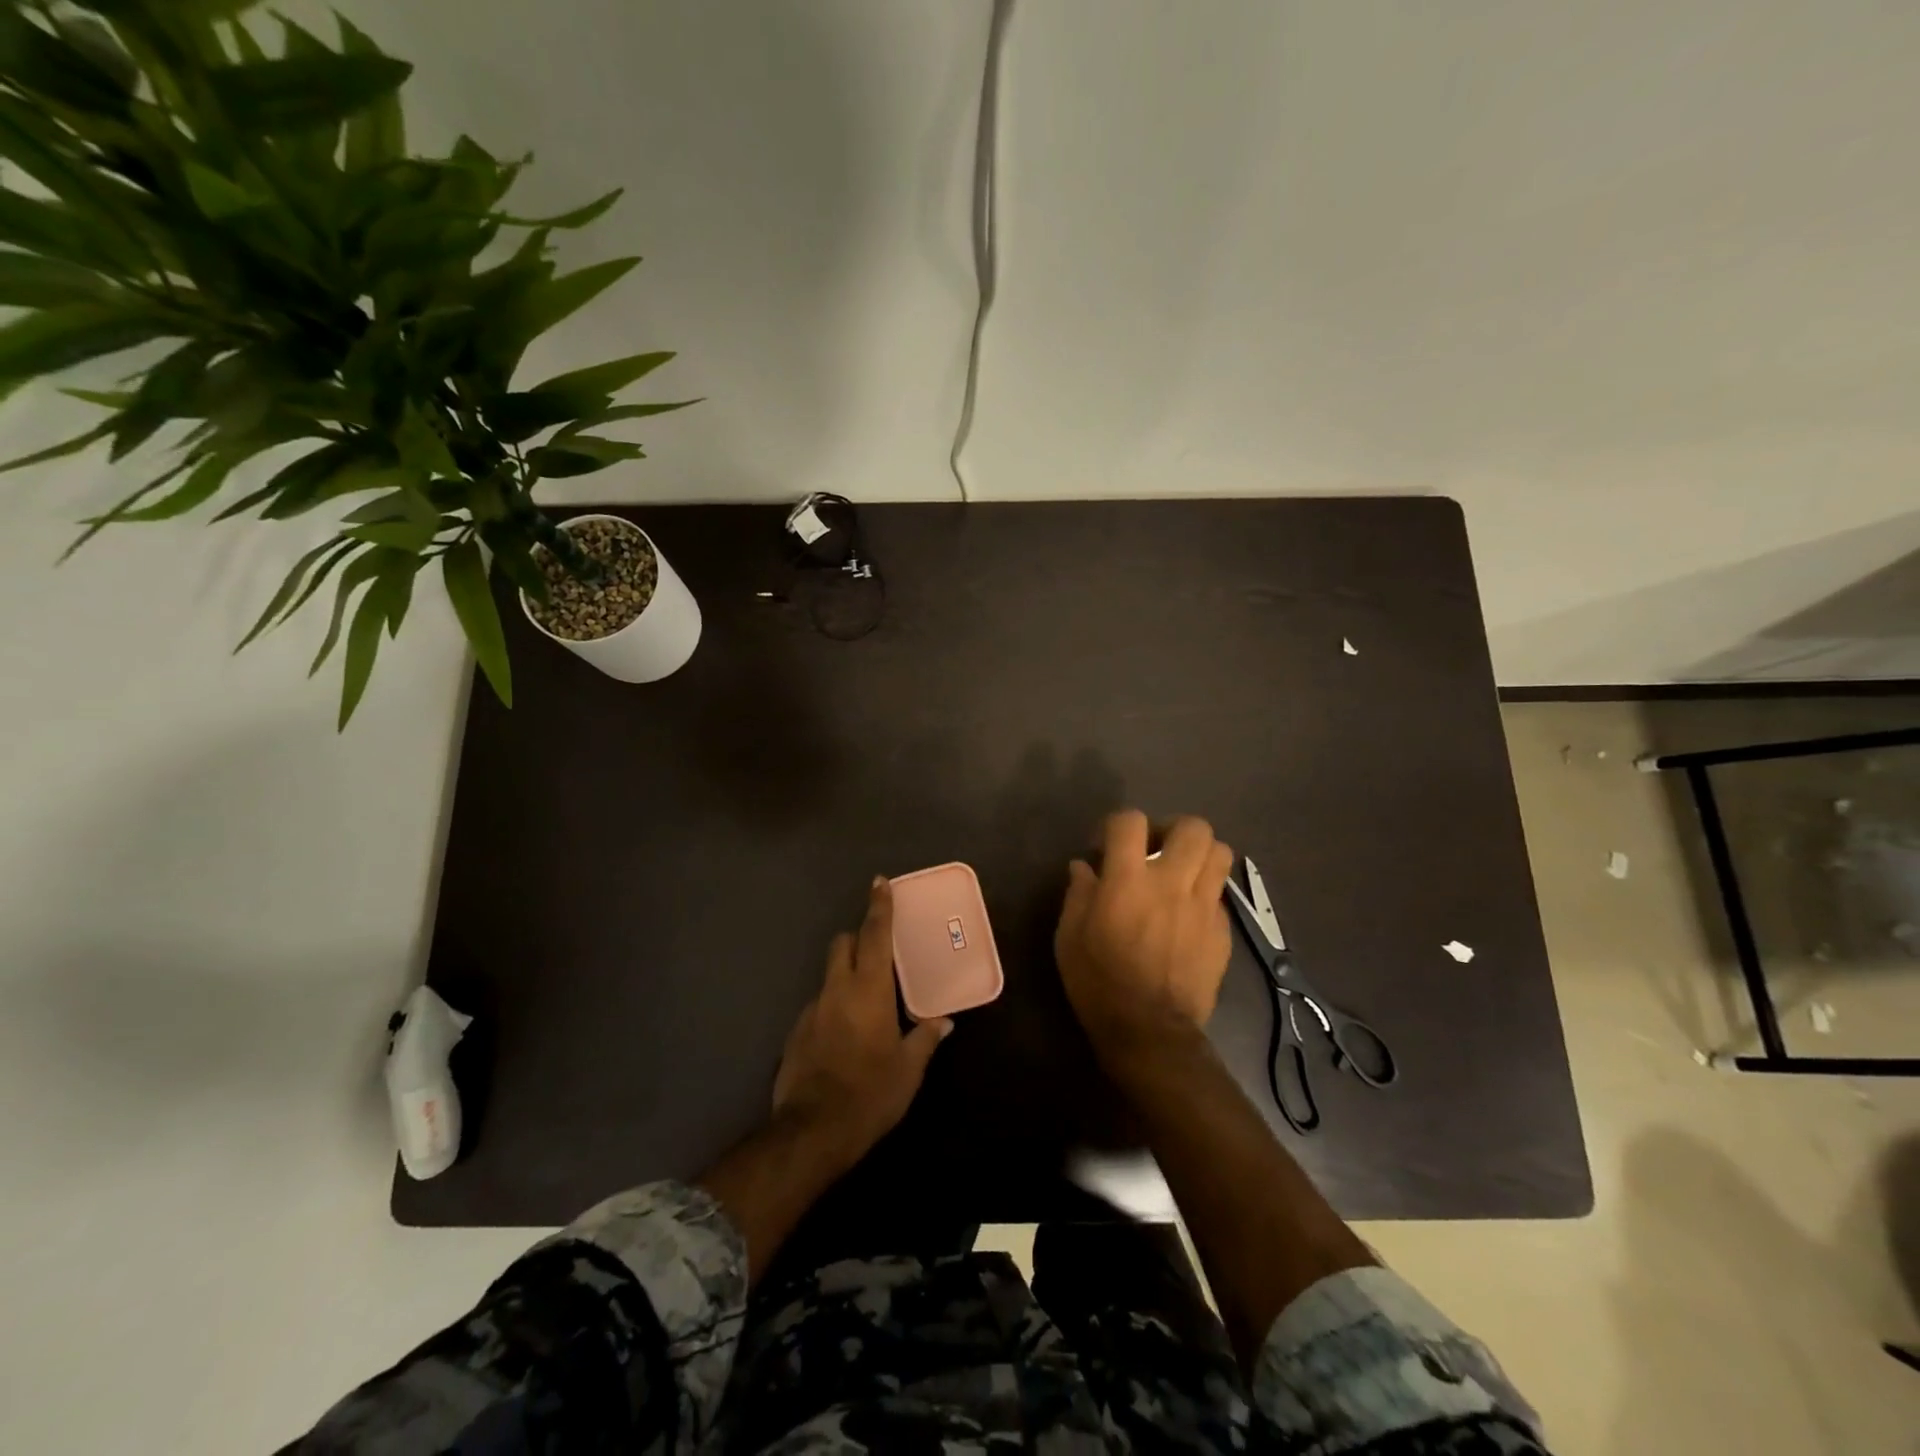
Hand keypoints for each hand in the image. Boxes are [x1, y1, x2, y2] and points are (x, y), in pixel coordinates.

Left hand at [772, 876, 952, 1166]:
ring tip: (866, 1004)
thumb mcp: (908, 1070)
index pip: (875, 935)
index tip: (880, 882)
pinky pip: (819, 1005)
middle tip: (878, 950)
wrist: (811, 1130)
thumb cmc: (870, 1094)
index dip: (879, 906)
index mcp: (869, 990)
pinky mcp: (796, 1032)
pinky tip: (844, 1036)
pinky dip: (833, 1006)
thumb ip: (925, 1038)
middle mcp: (837, 990)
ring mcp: (812, 1009)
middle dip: (858, 937)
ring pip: (829, 975)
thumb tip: (943, 1022)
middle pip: (843, 944)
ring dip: (846, 976)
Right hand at [1054, 811, 1235, 1054]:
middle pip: (1193, 827)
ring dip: (1199, 856)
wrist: (1149, 1031)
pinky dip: (1204, 895)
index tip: (1108, 847)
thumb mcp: (1069, 936)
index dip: (1118, 825)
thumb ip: (1078, 893)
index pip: (1130, 821)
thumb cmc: (1098, 981)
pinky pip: (1220, 895)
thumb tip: (1084, 867)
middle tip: (1156, 851)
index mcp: (1128, 880)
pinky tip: (1187, 915)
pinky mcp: (1222, 931)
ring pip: (1220, 853)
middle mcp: (1171, 883)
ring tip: (1180, 873)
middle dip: (1173, 830)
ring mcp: (1203, 907)